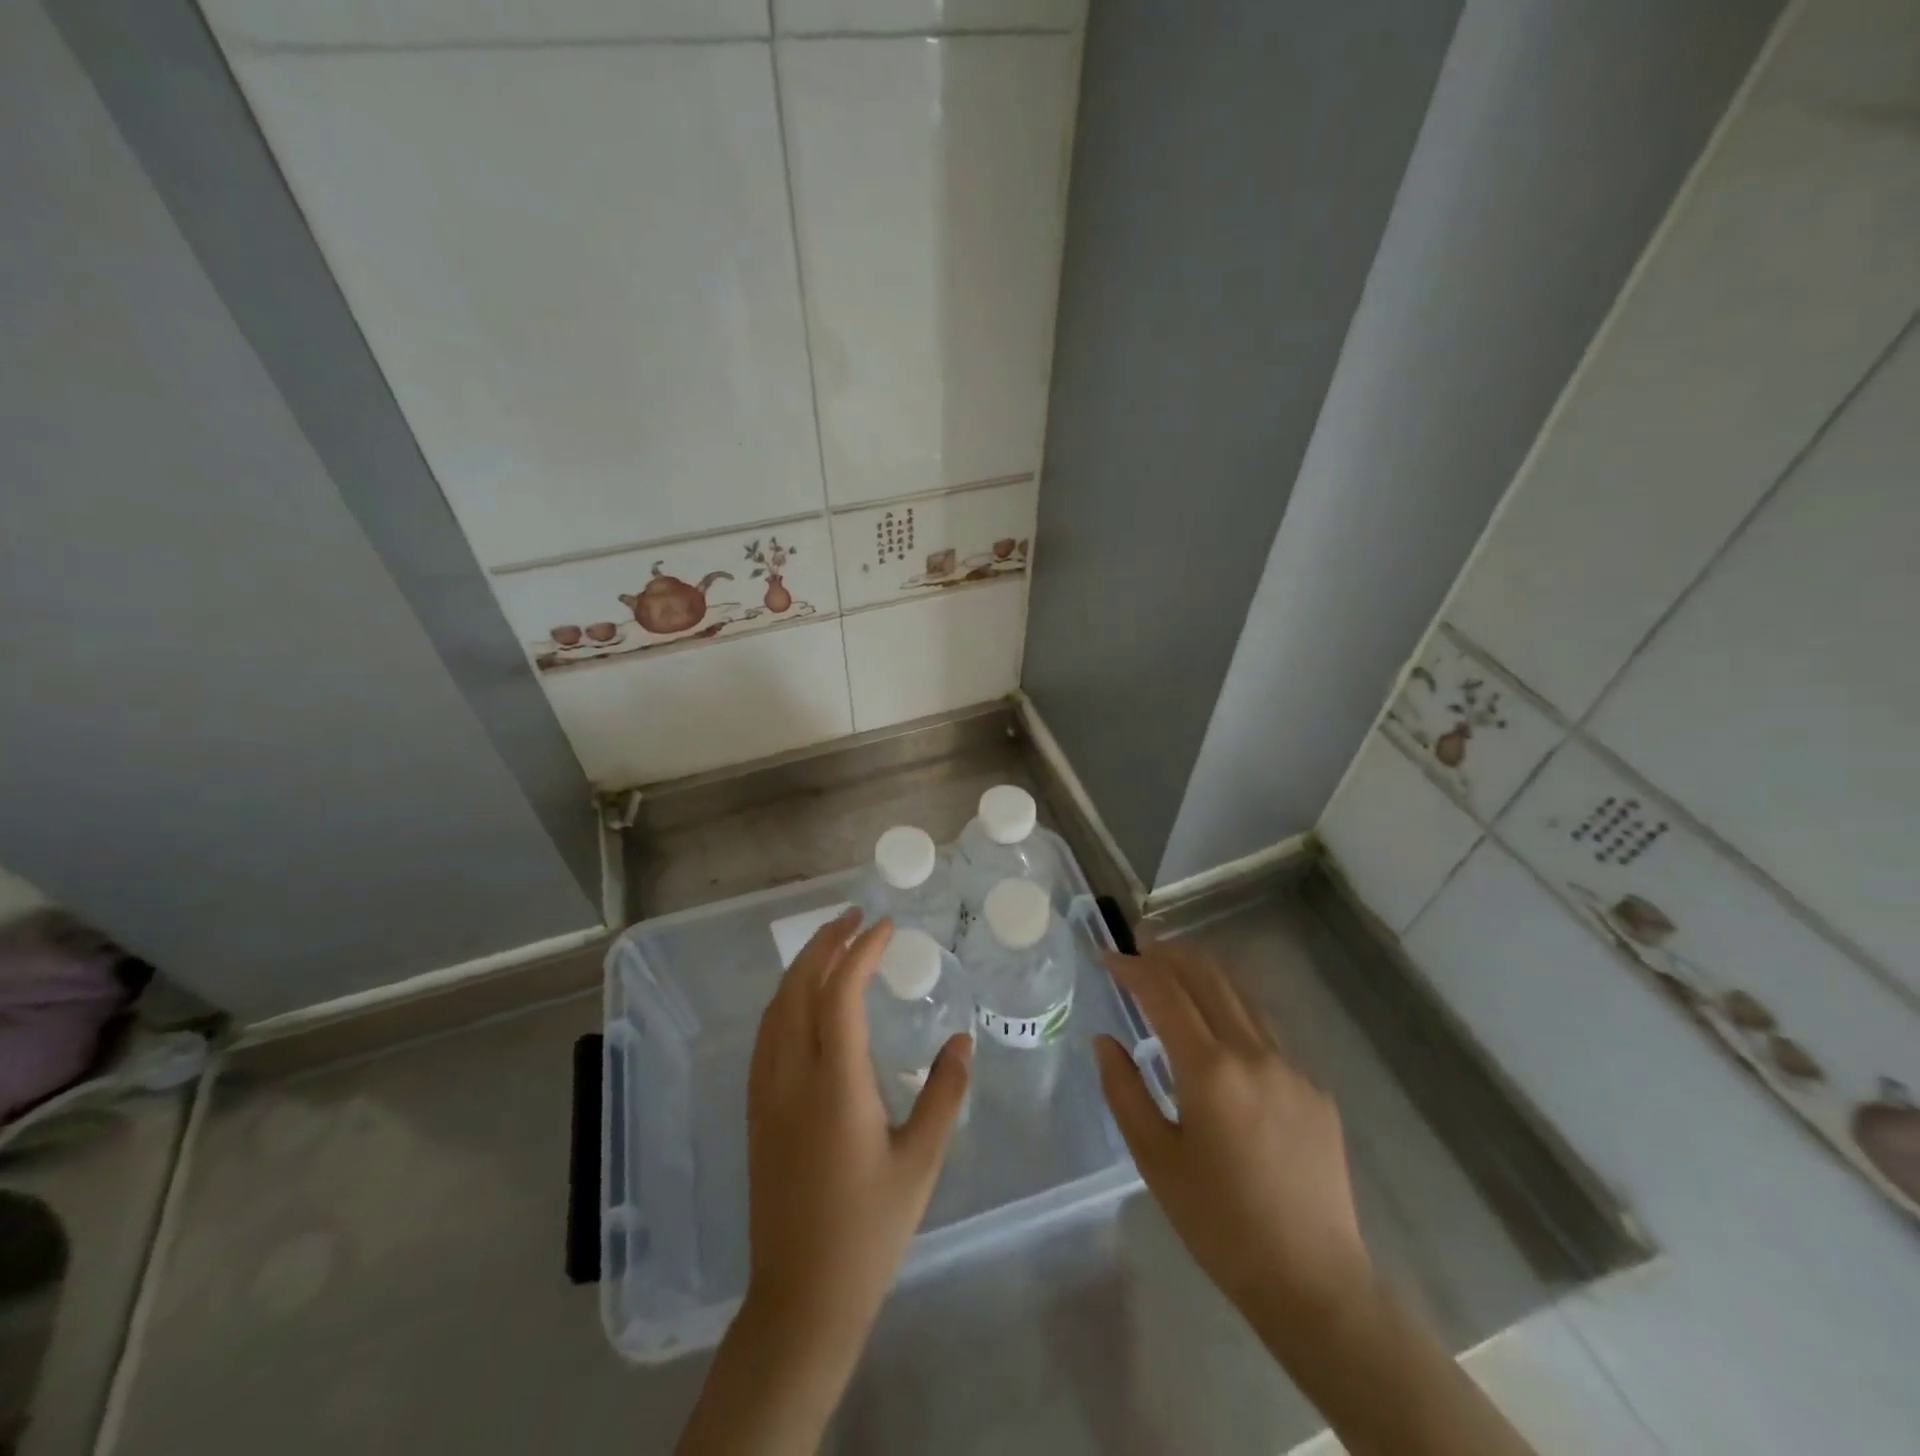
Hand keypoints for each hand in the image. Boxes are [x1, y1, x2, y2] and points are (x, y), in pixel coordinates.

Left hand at [743, 908, 972, 1345]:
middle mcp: (791, 1076)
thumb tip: (961, 1041)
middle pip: (798, 987)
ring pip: (776, 1007)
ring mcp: (765, 1093)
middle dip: (825, 942)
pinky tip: (805, 1000)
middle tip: (856, 916)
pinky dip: (786, 998)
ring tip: (833, 943)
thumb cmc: (869, 1231)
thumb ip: (944, 1094)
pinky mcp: (756, 1111)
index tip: (885, 926)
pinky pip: (766, 1033)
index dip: (861, 950)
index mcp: (834, 1084)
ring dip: (803, 966)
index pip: (840, 992)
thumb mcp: (922, 1162)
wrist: (800, 1299)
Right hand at [1094, 939, 1371, 1325]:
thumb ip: (1124, 1090)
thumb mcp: (1155, 1159)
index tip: (1108, 956)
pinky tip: (1221, 1031)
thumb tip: (1105, 1040)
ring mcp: (1292, 1068)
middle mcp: (1254, 1053)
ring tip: (1176, 967)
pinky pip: (1267, 1034)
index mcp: (1210, 1069)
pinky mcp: (1315, 1090)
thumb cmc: (1219, 1223)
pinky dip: (1234, 1013)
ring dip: (1204, 974)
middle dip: (1170, 953)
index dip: (1132, 967)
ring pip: (1242, 998)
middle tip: (1141, 944)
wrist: (1313, 1281)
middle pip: (1208, 978)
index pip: (1164, 993)